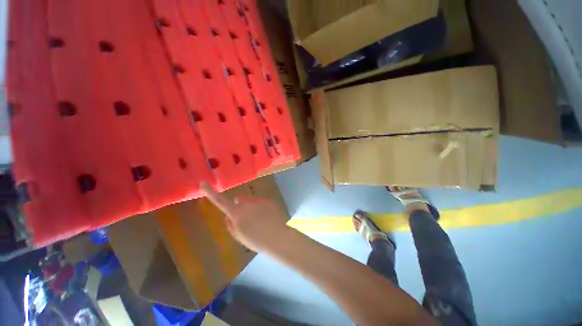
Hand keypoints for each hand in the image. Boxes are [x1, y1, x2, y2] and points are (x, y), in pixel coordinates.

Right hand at [200, 182, 289, 252]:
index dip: (210, 192)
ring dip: (252, 206)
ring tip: (260, 219)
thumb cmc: (255, 240)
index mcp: (236, 212)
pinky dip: (262, 207)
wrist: (277, 237)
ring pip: (252, 200)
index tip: (203, 182)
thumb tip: (227, 215)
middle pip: (240, 199)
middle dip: (240, 204)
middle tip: (246, 217)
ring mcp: (259, 200)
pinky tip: (268, 217)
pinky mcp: (268, 200)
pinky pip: (262, 202)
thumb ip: (230, 224)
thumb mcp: (239, 236)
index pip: (220, 200)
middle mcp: (247, 202)